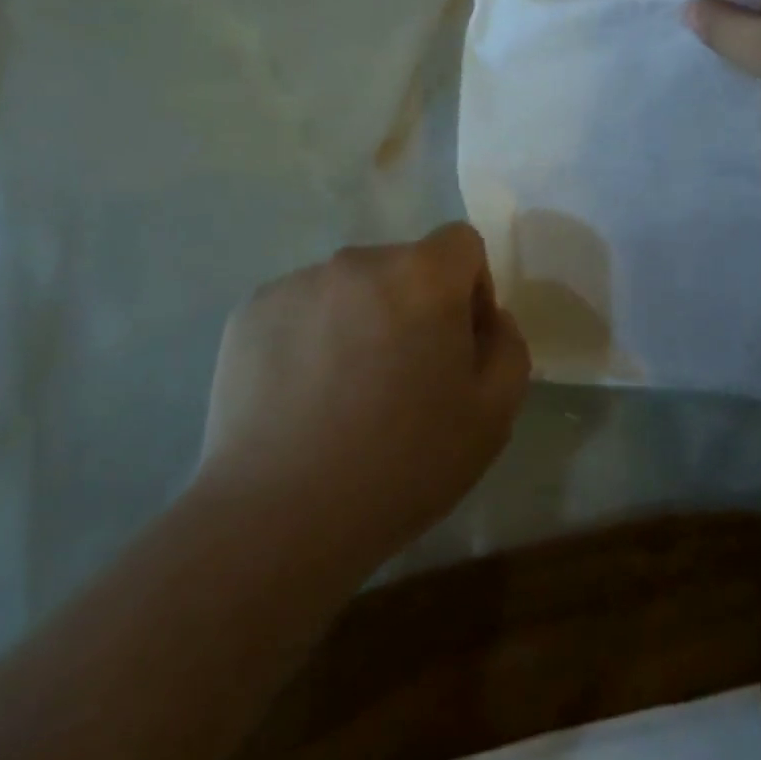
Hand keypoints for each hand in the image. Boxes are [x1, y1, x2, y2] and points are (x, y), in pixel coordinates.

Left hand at [199, 223, 530, 572]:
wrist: (279, 516)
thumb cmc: (402, 464)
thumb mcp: (493, 416)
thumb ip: (508, 346)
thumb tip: (487, 318)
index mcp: (422, 274)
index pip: (461, 244)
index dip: (470, 288)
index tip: (456, 345)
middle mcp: (359, 260)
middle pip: (404, 266)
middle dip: (413, 306)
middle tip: (401, 378)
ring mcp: (299, 282)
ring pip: (350, 288)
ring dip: (360, 320)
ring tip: (343, 394)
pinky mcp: (252, 309)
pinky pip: (301, 308)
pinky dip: (310, 336)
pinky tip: (300, 398)